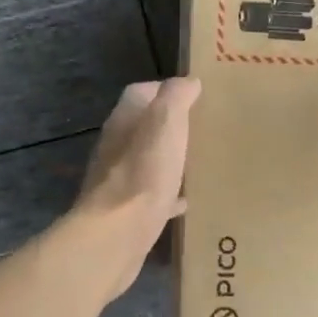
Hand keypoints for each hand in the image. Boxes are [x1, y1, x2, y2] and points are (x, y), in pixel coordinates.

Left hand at [71, 78, 201, 299]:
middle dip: (169, 126)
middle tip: (201, 129)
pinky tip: (186, 200)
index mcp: (123, 121)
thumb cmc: (144, 173)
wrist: (116, 235)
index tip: (195, 96)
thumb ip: (176, 97)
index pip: (140, 92)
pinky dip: (167, 193)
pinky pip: (150, 195)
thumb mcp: (166, 123)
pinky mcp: (124, 210)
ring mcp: (117, 180)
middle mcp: (115, 146)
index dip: (165, 90)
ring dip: (168, 158)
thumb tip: (188, 81)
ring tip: (197, 161)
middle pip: (143, 127)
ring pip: (146, 160)